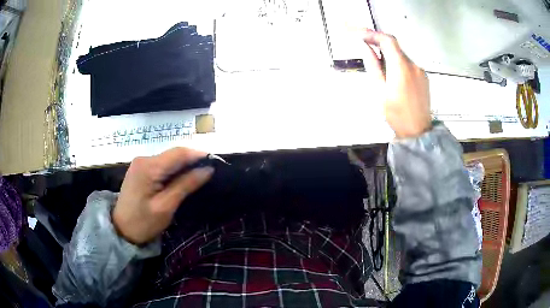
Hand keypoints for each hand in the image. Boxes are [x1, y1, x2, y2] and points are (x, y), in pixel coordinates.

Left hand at [113, 148, 213, 244]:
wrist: (121, 230)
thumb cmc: (143, 223)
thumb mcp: (166, 207)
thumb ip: (185, 185)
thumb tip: (208, 170)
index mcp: (148, 167)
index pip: (179, 153)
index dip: (199, 155)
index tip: (216, 163)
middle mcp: (144, 159)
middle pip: (174, 154)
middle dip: (193, 161)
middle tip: (210, 173)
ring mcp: (141, 163)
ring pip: (169, 159)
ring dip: (184, 166)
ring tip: (200, 177)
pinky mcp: (141, 169)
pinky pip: (162, 165)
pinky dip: (174, 170)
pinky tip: (182, 179)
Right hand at [363, 30, 431, 138]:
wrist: (418, 131)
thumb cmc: (396, 115)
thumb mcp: (380, 91)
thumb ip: (373, 66)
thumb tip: (366, 48)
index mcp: (401, 68)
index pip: (387, 40)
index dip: (372, 34)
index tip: (360, 34)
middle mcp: (413, 65)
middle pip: (394, 46)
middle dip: (378, 42)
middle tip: (364, 43)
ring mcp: (420, 71)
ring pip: (401, 55)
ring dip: (388, 53)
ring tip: (377, 62)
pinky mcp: (423, 77)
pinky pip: (408, 63)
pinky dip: (397, 62)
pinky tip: (392, 73)